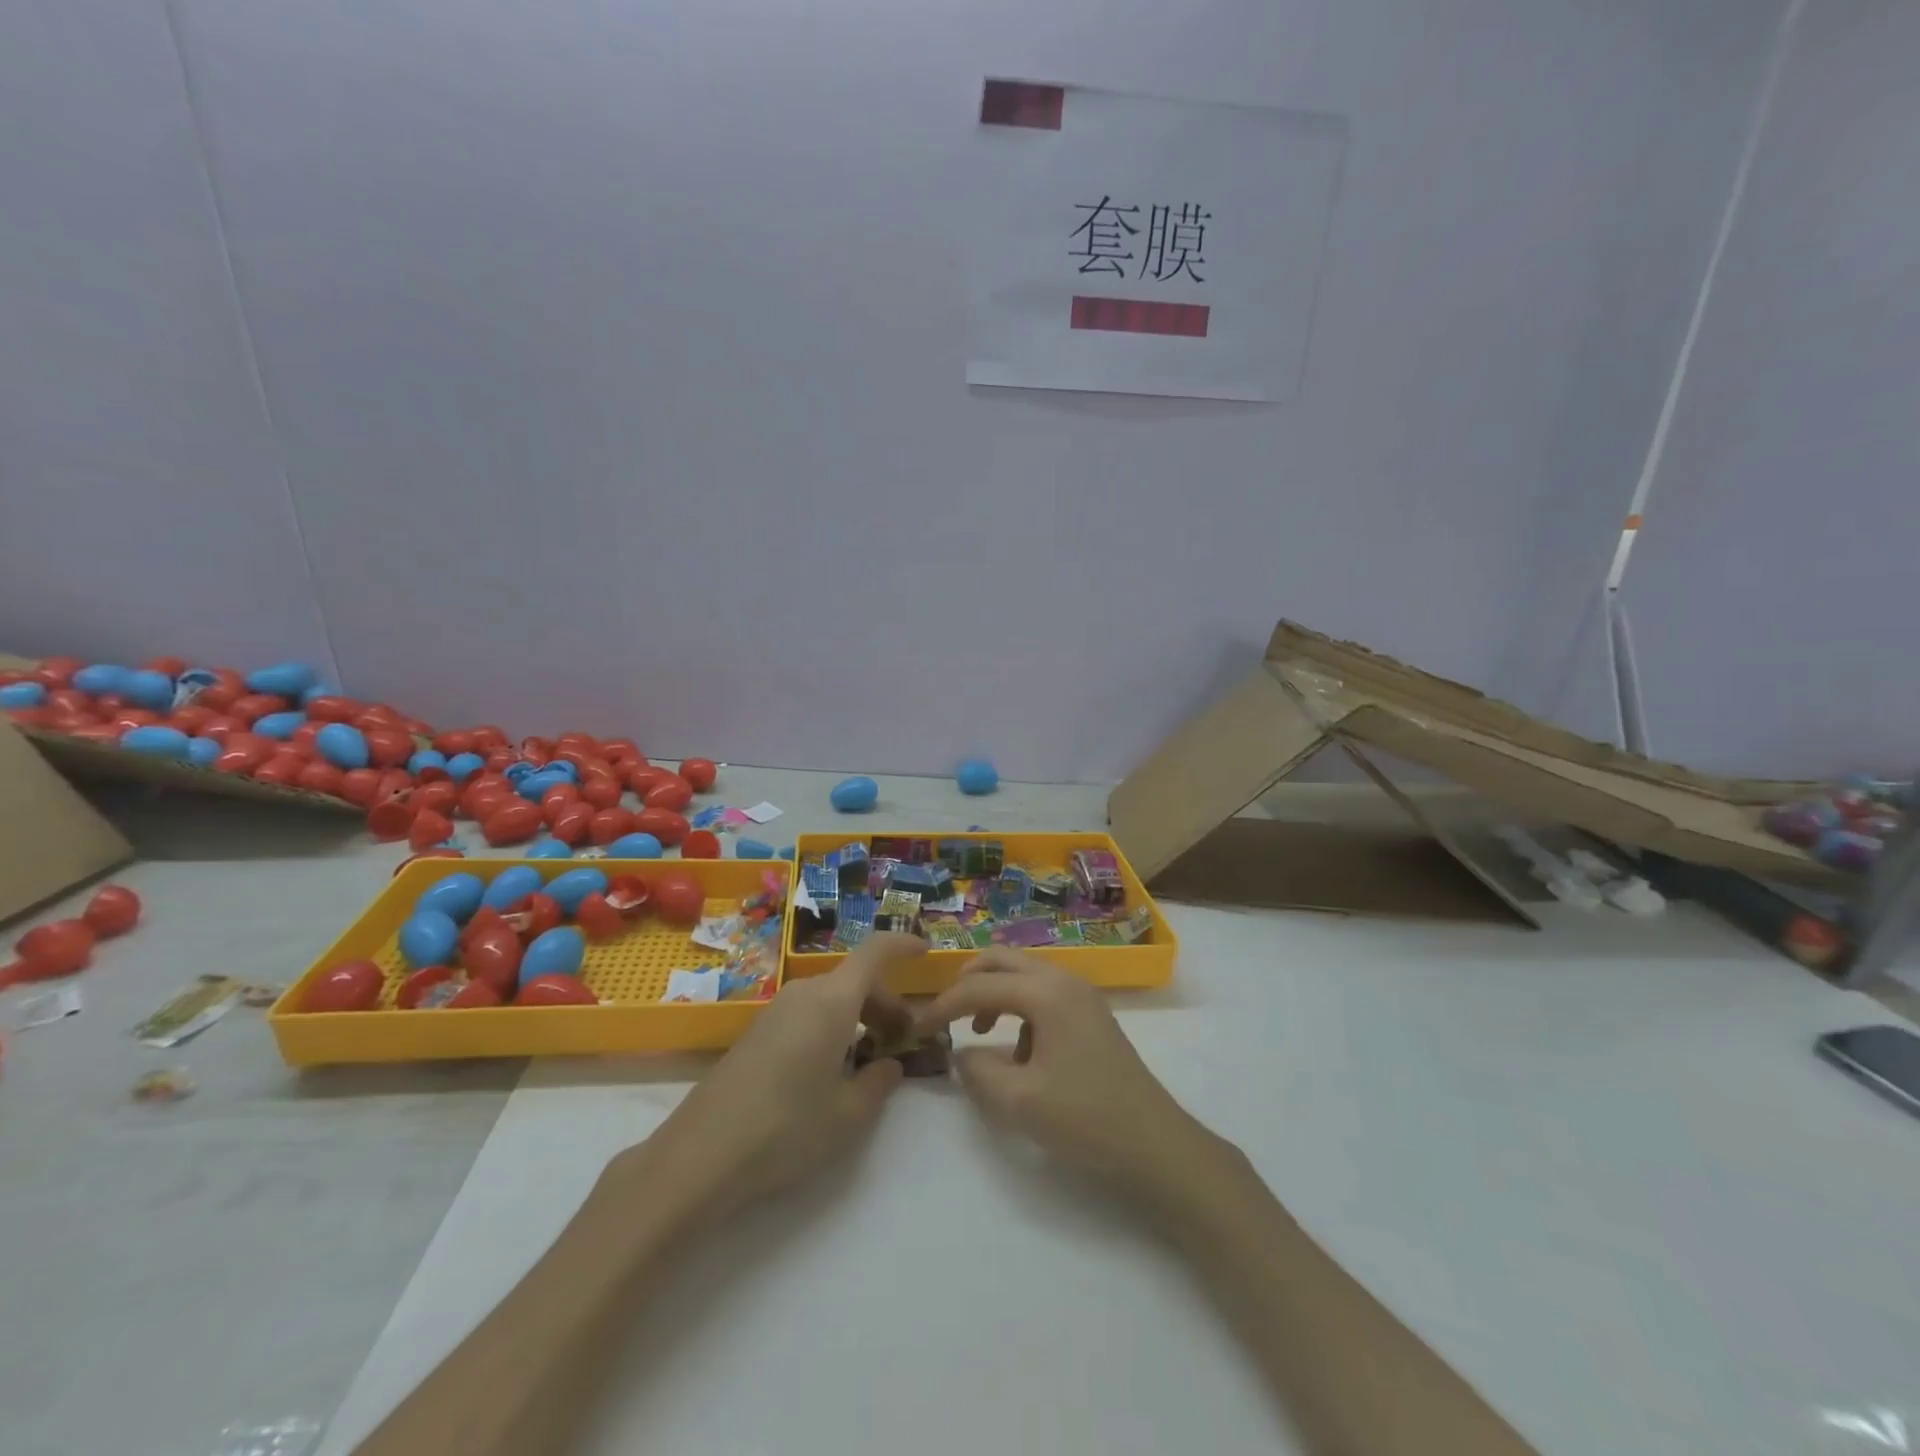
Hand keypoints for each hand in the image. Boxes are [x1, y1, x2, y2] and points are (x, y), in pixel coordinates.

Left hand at [620, 933, 926, 1219]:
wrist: (699, 1156)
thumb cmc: (785, 1129)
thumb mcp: (848, 1115)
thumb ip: (878, 1083)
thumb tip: (888, 1064)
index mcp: (832, 1001)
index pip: (875, 952)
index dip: (902, 945)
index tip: (925, 951)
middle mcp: (804, 994)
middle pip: (855, 980)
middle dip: (886, 1003)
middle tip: (903, 1041)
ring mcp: (775, 1011)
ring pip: (831, 998)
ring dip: (858, 1016)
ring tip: (869, 1059)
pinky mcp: (756, 1033)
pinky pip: (807, 1014)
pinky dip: (831, 1027)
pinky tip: (830, 1070)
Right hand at [915, 949, 1221, 1204]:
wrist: (1155, 1143)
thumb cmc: (1085, 1119)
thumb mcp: (1019, 1101)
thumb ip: (978, 1070)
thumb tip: (962, 1052)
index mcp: (1045, 992)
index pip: (979, 986)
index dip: (942, 1006)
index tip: (916, 1030)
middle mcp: (1063, 980)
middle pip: (1001, 959)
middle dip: (967, 982)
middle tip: (945, 1014)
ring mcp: (1081, 994)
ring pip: (1023, 973)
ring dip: (993, 992)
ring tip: (978, 1032)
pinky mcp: (1090, 1013)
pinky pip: (1042, 992)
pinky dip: (1018, 1006)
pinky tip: (1019, 1050)